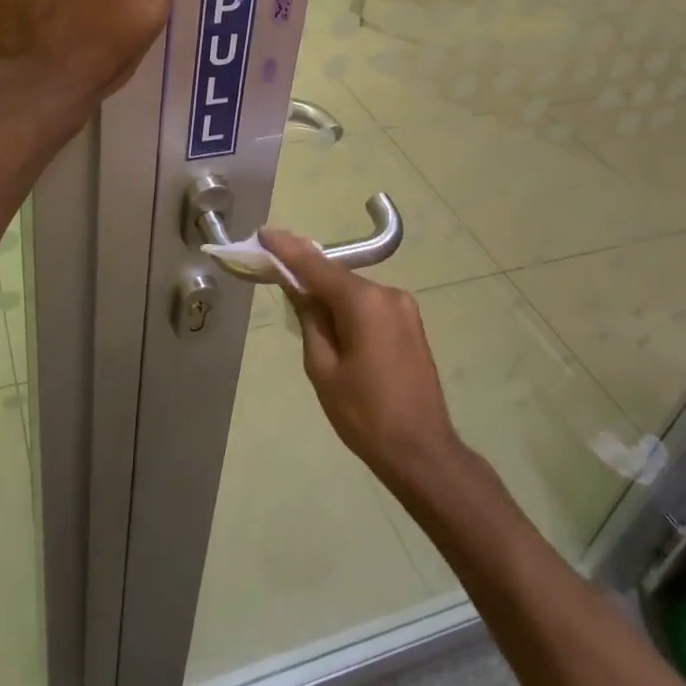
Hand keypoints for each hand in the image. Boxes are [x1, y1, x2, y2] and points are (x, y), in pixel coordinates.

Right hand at [262, 229, 463, 489]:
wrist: (422, 452)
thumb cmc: (365, 415)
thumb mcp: (323, 368)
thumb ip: (310, 319)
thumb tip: (299, 289)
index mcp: (365, 302)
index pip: (316, 267)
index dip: (287, 249)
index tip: (264, 233)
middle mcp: (388, 294)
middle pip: (337, 278)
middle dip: (307, 276)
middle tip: (275, 274)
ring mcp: (404, 307)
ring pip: (353, 292)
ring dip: (328, 296)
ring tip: (303, 312)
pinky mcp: (410, 323)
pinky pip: (369, 306)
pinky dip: (348, 308)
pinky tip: (333, 324)